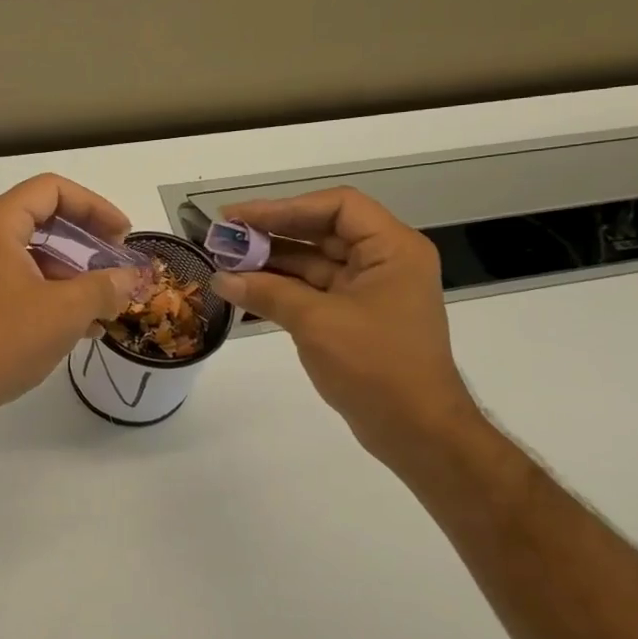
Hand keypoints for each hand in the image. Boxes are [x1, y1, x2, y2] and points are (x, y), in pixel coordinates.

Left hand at [0, 174, 141, 422]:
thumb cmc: (5, 339)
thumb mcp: (66, 311)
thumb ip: (105, 287)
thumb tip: (131, 279)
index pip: (51, 190)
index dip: (95, 206)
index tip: (123, 235)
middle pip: (40, 218)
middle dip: (85, 241)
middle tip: (115, 262)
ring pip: (29, 253)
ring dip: (70, 273)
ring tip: (103, 304)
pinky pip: (14, 278)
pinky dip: (47, 291)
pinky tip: (78, 324)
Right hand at [212, 188, 481, 466]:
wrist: (416, 432)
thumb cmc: (376, 366)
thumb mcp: (317, 323)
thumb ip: (267, 293)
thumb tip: (221, 278)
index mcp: (392, 249)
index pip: (337, 206)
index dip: (285, 207)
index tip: (241, 218)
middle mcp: (384, 261)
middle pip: (322, 231)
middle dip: (272, 233)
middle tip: (224, 237)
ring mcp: (369, 291)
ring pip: (313, 262)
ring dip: (271, 262)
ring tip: (225, 262)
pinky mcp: (355, 317)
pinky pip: (313, 290)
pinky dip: (281, 288)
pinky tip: (244, 289)